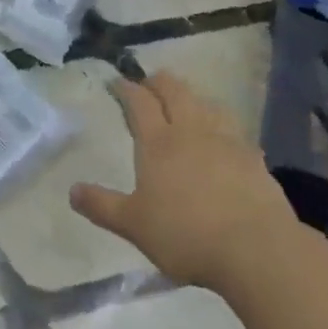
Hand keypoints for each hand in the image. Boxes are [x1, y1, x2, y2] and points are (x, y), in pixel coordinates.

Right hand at [70, 72, 298, 291]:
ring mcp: (226, 140)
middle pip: (174, 91)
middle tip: (149, 83)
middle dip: (158, 81)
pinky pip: (233, 128)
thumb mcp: (134, 225)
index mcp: (158, 142)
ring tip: (186, 103)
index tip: (117, 81)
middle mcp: (191, 130)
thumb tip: (72, 190)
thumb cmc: (186, 234)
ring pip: (206, 103)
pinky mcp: (253, 156)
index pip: (139, 102)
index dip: (126, 88)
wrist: (255, 247)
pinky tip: (224, 136)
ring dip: (192, 97)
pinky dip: (221, 123)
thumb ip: (103, 205)